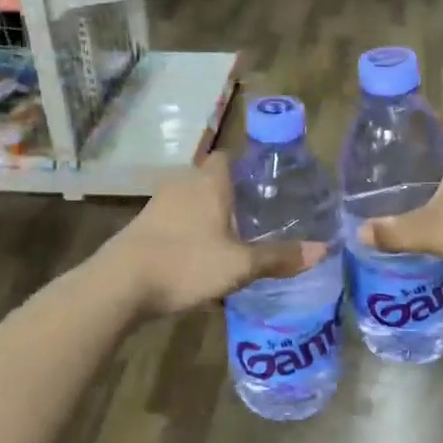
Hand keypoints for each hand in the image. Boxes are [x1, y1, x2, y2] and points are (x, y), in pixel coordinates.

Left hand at [103, 155, 329, 317]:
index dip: (248, 167)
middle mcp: (183, 185)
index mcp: (209, 183)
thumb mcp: (240, 265)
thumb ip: (279, 257)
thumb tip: (323, 250)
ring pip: (192, 200)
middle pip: (211, 179)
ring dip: (209, 214)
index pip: (229, 157)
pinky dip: (190, 230)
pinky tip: (201, 255)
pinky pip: (176, 220)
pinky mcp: (143, 227)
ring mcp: (159, 205)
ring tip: (234, 237)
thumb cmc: (186, 263)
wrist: (119, 285)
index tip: (267, 185)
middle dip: (233, 194)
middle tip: (258, 215)